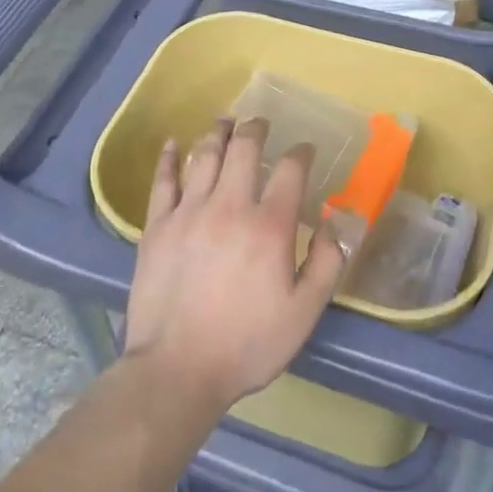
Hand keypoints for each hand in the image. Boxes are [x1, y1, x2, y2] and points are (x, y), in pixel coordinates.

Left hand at [123, 118, 347, 412]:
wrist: (177, 370)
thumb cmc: (246, 344)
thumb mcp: (303, 314)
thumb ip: (327, 264)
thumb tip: (335, 222)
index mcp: (269, 225)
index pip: (290, 170)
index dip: (301, 153)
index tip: (305, 150)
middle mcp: (230, 206)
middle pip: (244, 149)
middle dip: (256, 129)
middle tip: (260, 124)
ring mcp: (189, 212)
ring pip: (205, 155)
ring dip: (218, 132)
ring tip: (225, 121)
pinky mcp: (157, 226)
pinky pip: (163, 180)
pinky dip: (169, 157)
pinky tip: (174, 142)